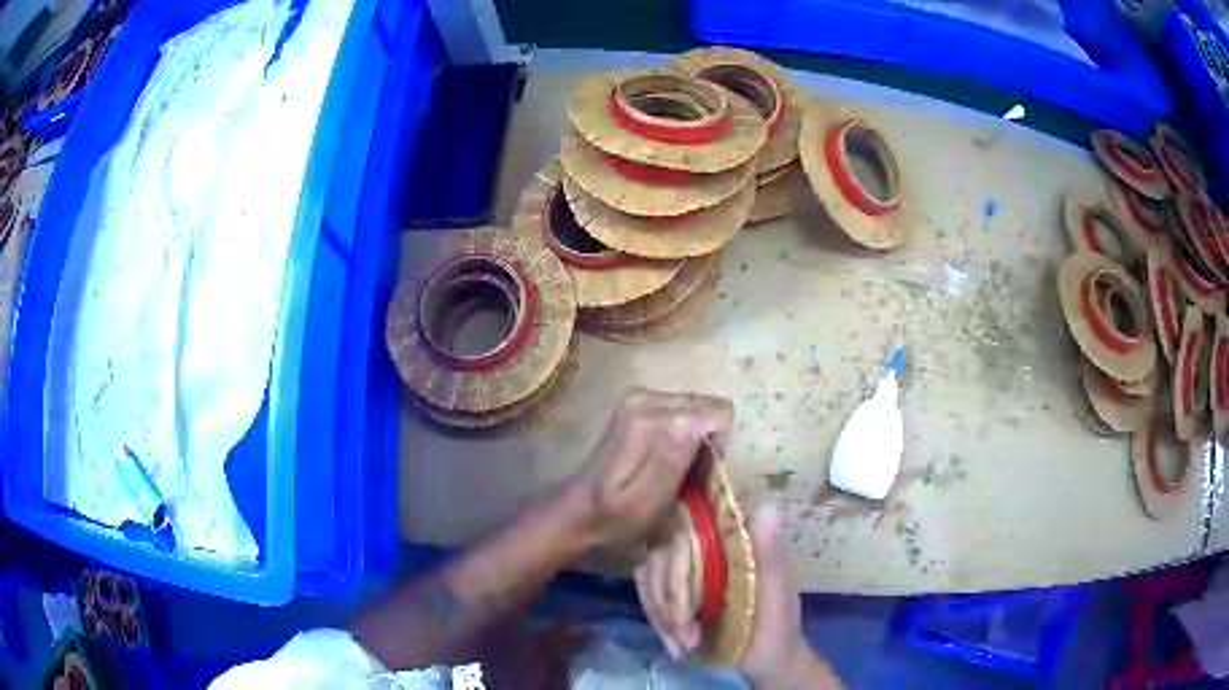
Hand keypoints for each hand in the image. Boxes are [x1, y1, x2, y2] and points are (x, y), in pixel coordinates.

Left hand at [569, 389, 732, 548]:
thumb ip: (675, 460)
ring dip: (697, 438)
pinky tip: (667, 457)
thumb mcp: (650, 502)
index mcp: (653, 420)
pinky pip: (684, 409)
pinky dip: (685, 433)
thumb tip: (703, 423)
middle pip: (709, 407)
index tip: (702, 475)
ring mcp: (642, 396)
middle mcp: (648, 397)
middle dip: (708, 441)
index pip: (718, 415)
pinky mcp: (640, 400)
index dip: (718, 447)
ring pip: (698, 407)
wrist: (580, 509)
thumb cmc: (618, 516)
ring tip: (678, 469)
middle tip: (691, 474)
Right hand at [636, 503, 839, 687]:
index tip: (682, 602)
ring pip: (649, 579)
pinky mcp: (676, 596)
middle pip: (659, 559)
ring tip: (683, 644)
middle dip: (669, 601)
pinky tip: (675, 647)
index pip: (684, 532)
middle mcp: (703, 549)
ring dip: (662, 615)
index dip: (674, 565)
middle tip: (686, 632)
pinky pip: (651, 599)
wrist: (768, 658)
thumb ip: (770, 552)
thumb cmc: (778, 620)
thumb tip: (768, 507)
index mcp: (728, 541)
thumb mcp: (778, 587)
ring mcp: (686, 573)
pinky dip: (658, 624)